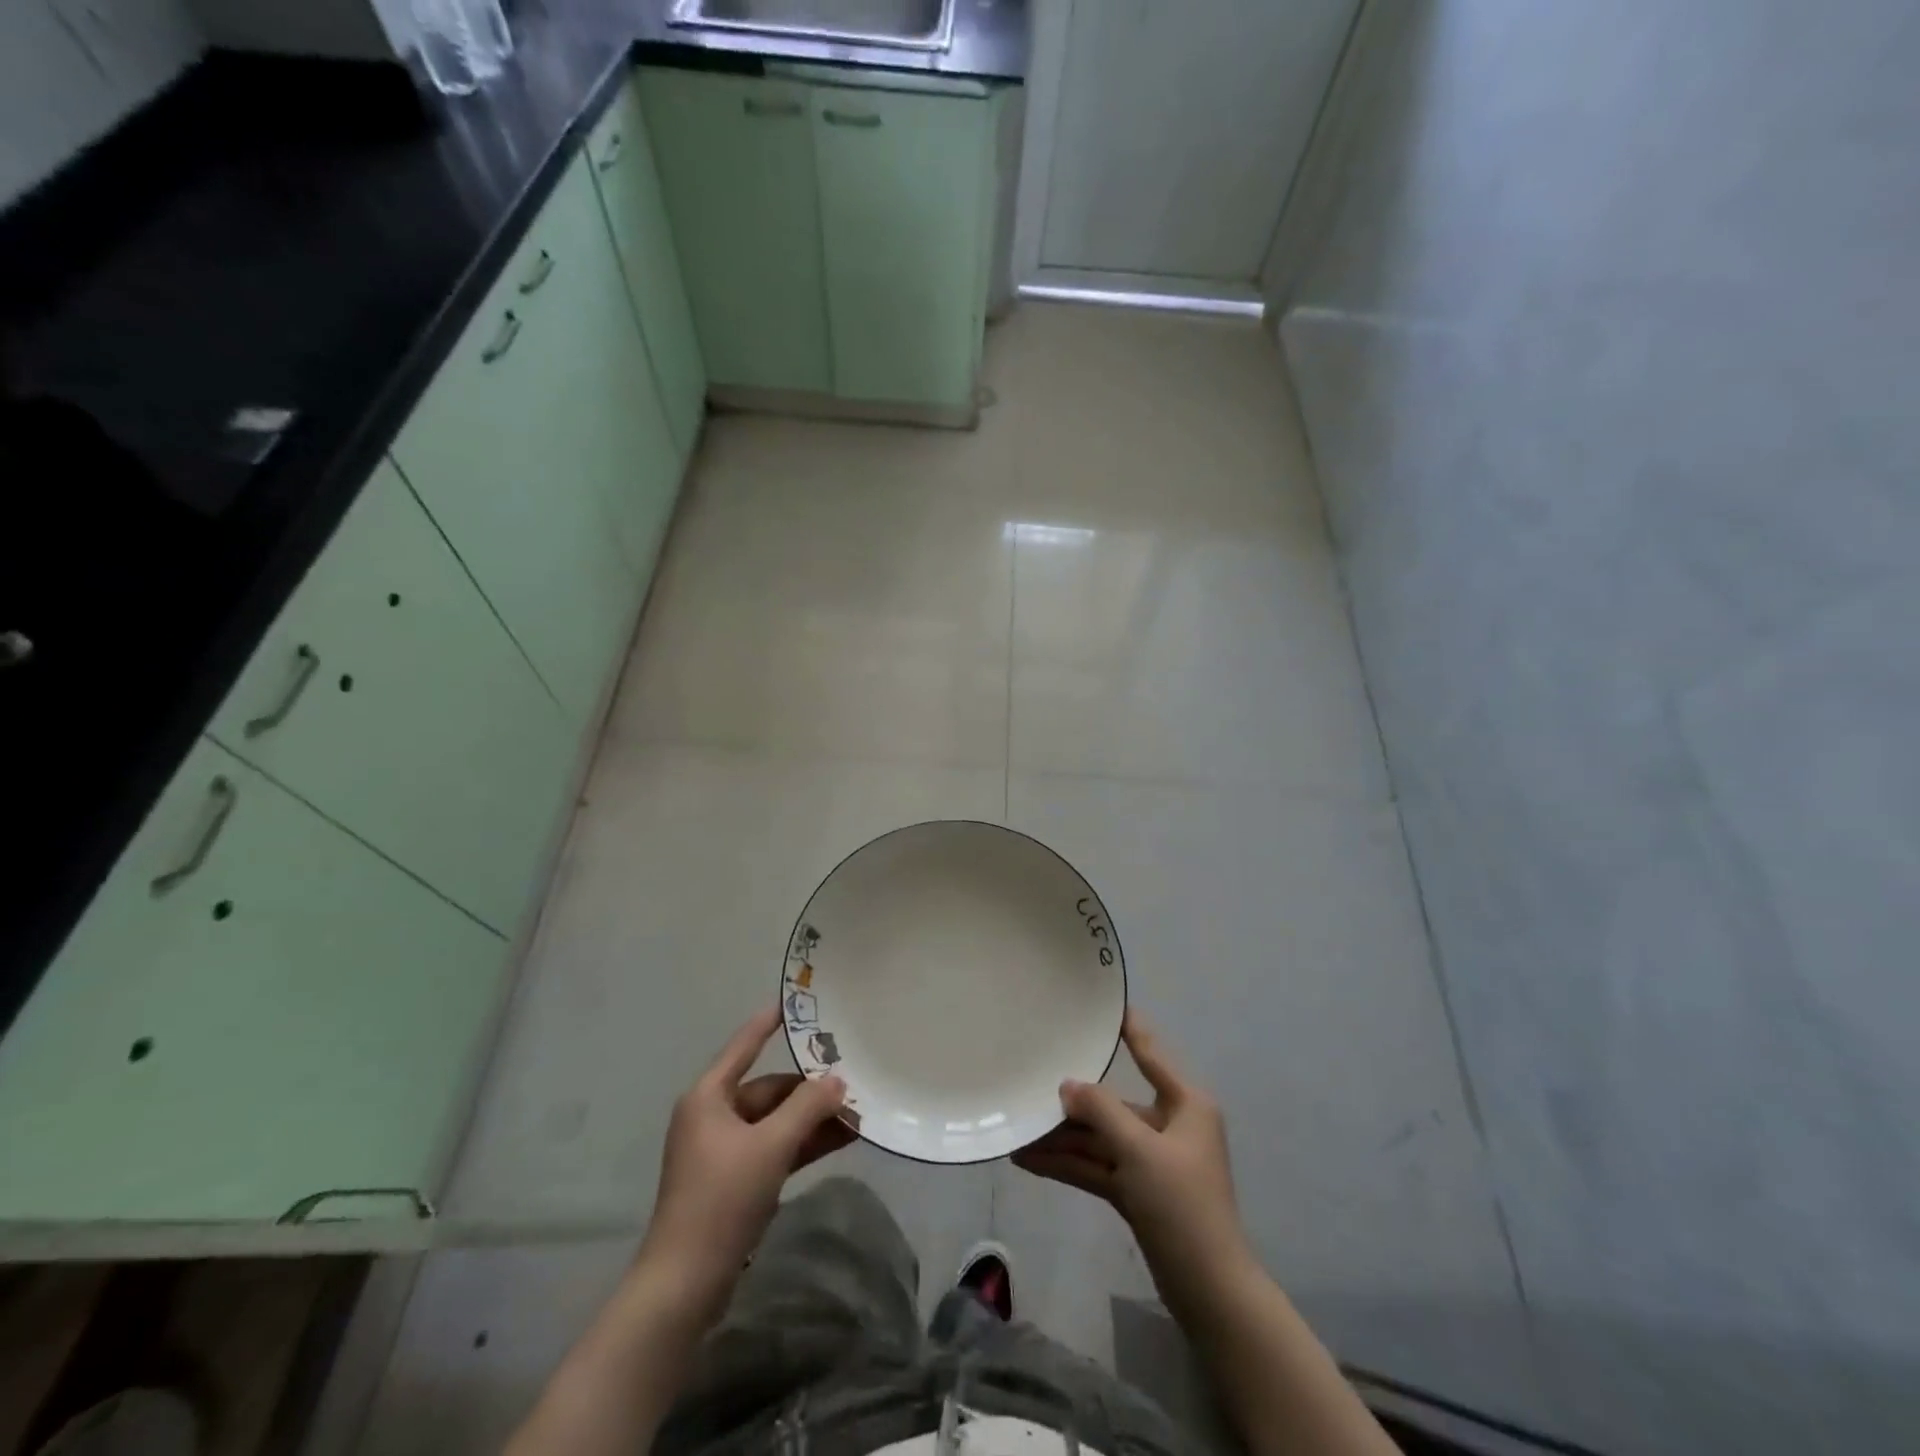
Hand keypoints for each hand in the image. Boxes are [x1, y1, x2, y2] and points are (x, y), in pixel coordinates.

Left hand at [639, 1004, 853, 1316]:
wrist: (685, 1283)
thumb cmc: (721, 1199)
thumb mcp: (770, 1147)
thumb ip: (807, 1108)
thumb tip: (837, 1080)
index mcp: (709, 1097)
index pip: (744, 1045)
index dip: (769, 1022)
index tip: (795, 1002)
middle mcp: (714, 1116)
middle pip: (769, 1088)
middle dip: (809, 1089)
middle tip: (852, 1081)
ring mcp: (724, 1150)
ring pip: (776, 1120)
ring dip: (812, 1118)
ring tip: (857, 1113)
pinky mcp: (735, 1180)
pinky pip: (775, 1147)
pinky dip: (802, 1143)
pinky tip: (840, 1141)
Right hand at [1014, 1010, 1251, 1314]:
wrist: (1209, 1291)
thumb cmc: (1182, 1204)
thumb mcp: (1139, 1150)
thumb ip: (1101, 1111)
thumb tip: (1067, 1085)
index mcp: (1185, 1104)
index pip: (1150, 1053)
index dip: (1128, 1027)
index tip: (1103, 1002)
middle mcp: (1170, 1125)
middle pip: (1114, 1105)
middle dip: (1073, 1105)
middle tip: (1031, 1087)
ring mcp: (1153, 1160)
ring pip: (1101, 1139)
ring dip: (1064, 1139)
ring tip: (1018, 1133)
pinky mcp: (1140, 1191)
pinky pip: (1099, 1166)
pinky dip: (1070, 1164)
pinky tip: (1031, 1161)